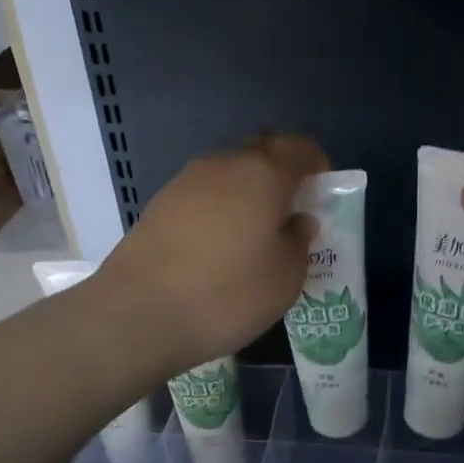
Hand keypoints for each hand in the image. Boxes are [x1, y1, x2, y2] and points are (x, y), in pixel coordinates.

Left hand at [98, 134, 325, 376]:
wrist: (139, 314)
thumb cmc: (228, 294)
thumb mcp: (285, 277)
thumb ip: (298, 241)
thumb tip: (297, 221)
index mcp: (262, 173)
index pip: (299, 148)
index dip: (317, 165)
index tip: (324, 191)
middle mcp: (223, 164)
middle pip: (261, 153)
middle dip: (282, 173)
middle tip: (294, 209)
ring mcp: (185, 182)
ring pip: (229, 172)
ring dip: (248, 191)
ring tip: (257, 230)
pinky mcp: (159, 205)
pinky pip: (204, 194)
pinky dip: (221, 208)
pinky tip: (221, 244)